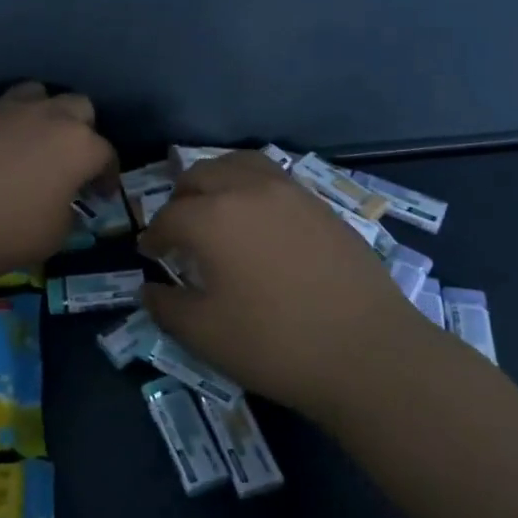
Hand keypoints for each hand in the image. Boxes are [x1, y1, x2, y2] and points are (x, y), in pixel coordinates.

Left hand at [0, 83, 114, 280]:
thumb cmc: (9, 231)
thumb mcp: (56, 234)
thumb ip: (67, 211)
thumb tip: (61, 204)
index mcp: (78, 145)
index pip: (106, 153)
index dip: (107, 174)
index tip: (101, 193)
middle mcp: (47, 117)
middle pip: (78, 107)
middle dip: (82, 130)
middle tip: (70, 161)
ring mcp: (6, 110)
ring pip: (37, 94)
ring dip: (43, 113)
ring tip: (33, 141)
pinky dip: (4, 128)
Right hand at [139, 152, 435, 419]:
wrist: (368, 353)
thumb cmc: (274, 344)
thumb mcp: (204, 334)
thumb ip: (166, 307)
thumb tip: (149, 290)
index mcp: (212, 218)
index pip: (169, 216)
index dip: (153, 236)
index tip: (149, 254)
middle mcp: (248, 190)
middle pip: (201, 174)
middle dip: (181, 198)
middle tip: (179, 229)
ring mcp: (290, 192)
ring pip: (240, 164)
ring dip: (217, 180)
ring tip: (216, 208)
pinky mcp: (321, 205)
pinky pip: (274, 177)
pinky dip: (252, 186)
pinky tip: (260, 220)